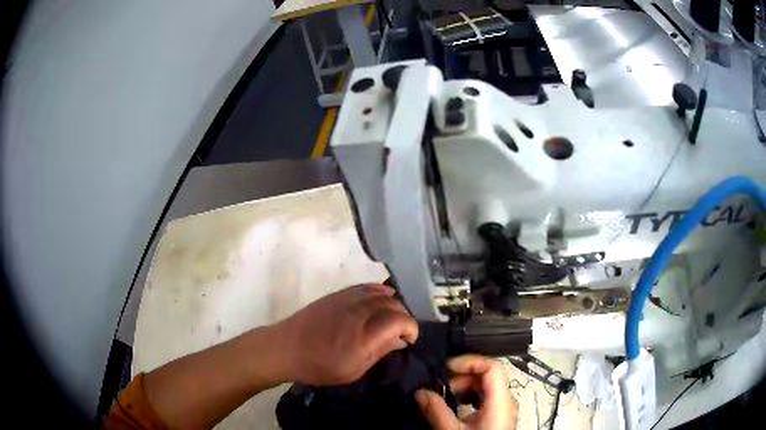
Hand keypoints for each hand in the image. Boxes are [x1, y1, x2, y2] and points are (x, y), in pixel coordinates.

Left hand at [276, 284, 418, 385]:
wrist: (285, 348)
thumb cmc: (319, 366)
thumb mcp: (353, 370)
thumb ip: (380, 352)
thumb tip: (401, 340)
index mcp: (364, 336)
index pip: (400, 321)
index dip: (411, 328)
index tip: (409, 340)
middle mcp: (359, 313)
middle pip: (393, 305)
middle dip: (404, 317)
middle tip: (402, 332)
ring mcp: (347, 300)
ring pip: (381, 294)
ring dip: (393, 304)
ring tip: (394, 316)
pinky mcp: (337, 295)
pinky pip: (365, 287)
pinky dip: (379, 291)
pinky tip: (384, 296)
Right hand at [415, 354, 517, 429]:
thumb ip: (436, 411)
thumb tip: (420, 392)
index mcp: (501, 401)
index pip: (492, 367)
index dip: (469, 362)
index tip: (445, 368)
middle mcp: (506, 401)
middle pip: (487, 376)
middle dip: (460, 377)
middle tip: (437, 387)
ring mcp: (503, 409)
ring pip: (485, 387)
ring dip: (462, 388)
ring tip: (443, 397)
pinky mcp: (497, 417)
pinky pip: (484, 399)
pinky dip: (467, 398)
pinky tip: (453, 407)